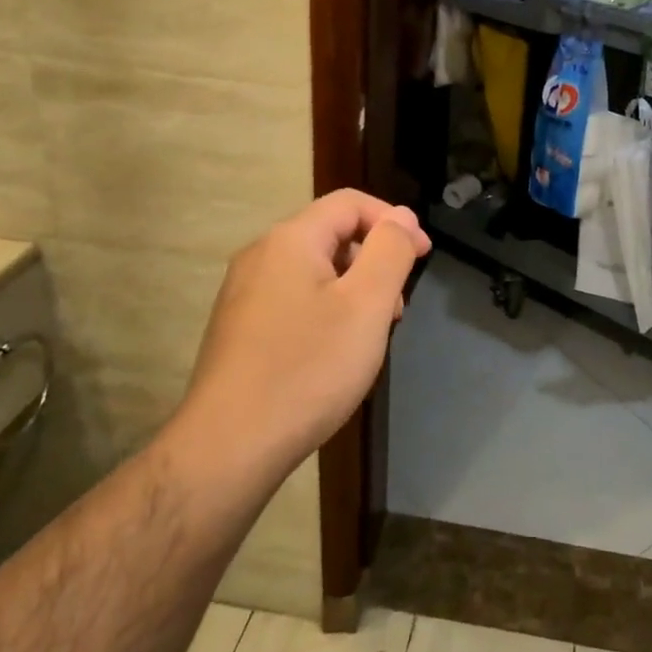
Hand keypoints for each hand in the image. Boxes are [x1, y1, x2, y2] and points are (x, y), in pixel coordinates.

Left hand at [177, 190, 430, 483]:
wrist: (228, 448)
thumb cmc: (307, 369)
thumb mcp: (366, 305)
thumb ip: (389, 251)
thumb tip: (400, 217)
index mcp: (290, 240)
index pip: (350, 203)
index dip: (394, 221)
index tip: (423, 256)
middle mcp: (261, 256)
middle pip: (331, 235)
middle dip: (374, 259)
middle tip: (398, 307)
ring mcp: (244, 294)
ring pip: (315, 271)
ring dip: (354, 288)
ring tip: (372, 334)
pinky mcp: (239, 328)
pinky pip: (294, 299)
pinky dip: (327, 310)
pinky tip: (336, 352)